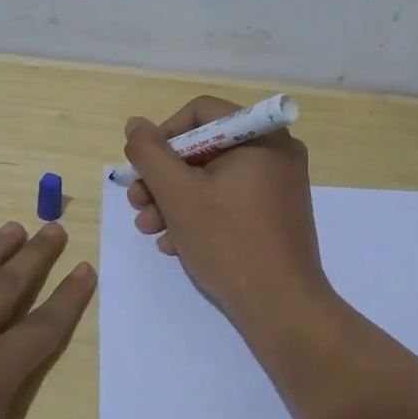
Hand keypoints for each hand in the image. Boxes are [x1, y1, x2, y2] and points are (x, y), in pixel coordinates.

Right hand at [123, 95, 332, 327]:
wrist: (281, 306)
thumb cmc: (228, 242)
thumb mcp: (178, 194)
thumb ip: (150, 153)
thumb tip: (136, 125)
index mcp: (261, 135)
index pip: (200, 112)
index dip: (163, 136)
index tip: (141, 168)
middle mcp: (276, 151)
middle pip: (205, 147)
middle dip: (164, 177)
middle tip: (138, 204)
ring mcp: (279, 184)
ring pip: (213, 178)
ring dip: (175, 200)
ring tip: (150, 229)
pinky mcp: (276, 213)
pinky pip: (230, 200)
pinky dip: (200, 215)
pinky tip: (175, 243)